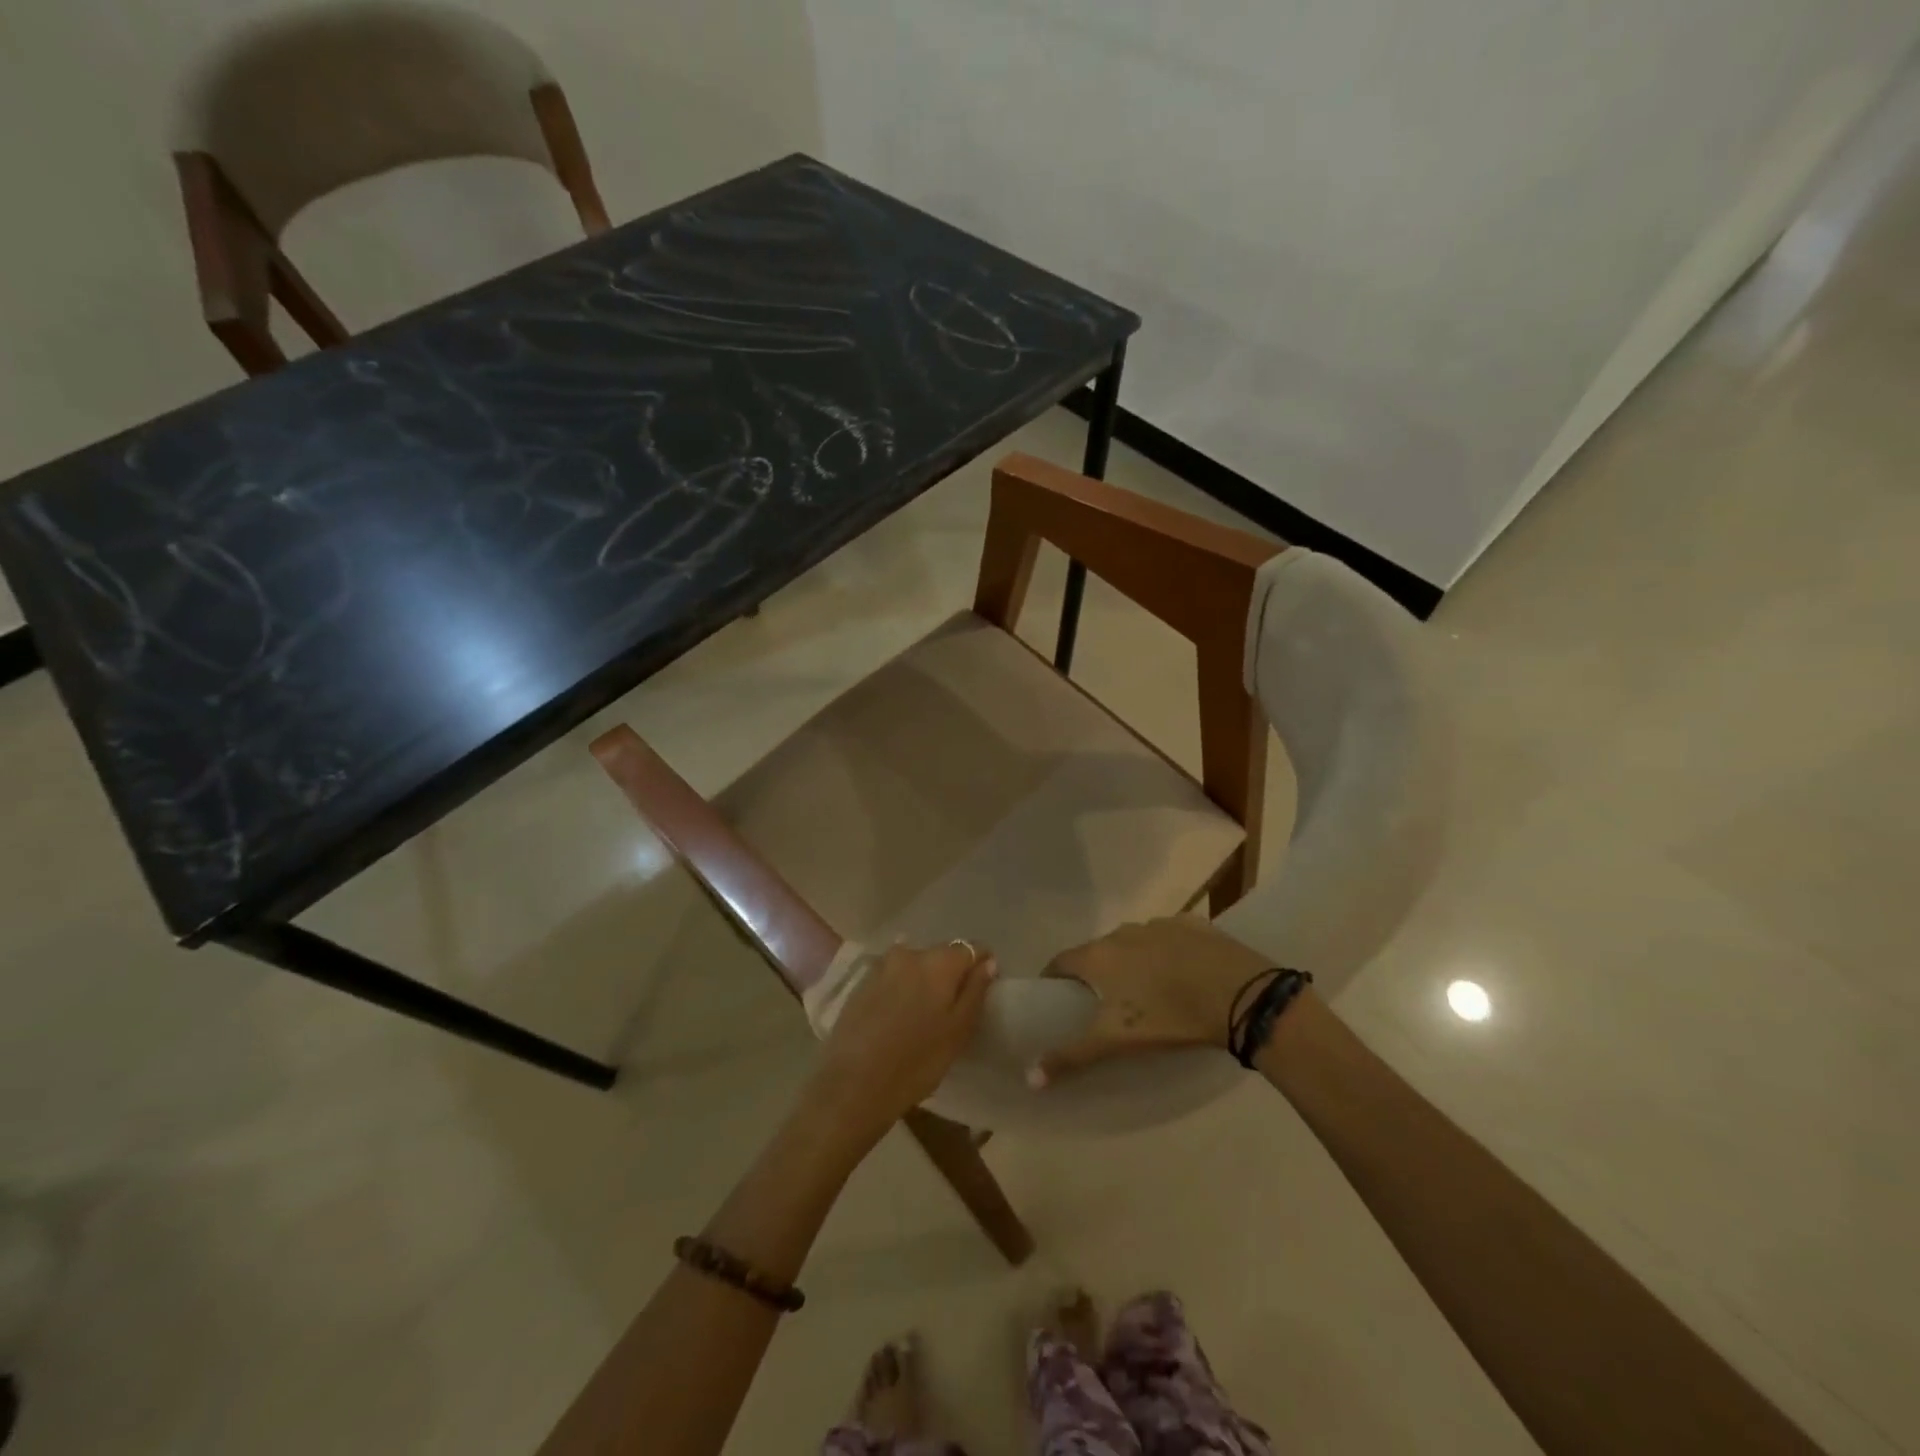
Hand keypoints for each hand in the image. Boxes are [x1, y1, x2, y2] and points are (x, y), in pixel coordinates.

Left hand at [803, 942, 996, 1150]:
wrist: (853, 1084)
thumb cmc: (916, 1061)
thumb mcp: (958, 1031)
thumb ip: (975, 990)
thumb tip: (987, 961)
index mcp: (939, 961)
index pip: (972, 948)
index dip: (981, 967)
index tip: (981, 992)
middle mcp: (910, 952)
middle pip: (941, 955)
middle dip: (950, 975)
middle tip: (951, 1011)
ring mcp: (881, 965)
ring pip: (914, 965)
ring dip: (923, 982)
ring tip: (921, 1016)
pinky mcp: (861, 982)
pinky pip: (892, 977)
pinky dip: (900, 990)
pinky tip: (896, 1018)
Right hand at [1030, 917, 1269, 1085]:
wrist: (1239, 993)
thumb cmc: (1168, 1017)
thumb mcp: (1116, 1042)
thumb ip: (1071, 1057)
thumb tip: (1029, 1078)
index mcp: (1099, 956)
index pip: (1061, 961)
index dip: (1054, 978)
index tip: (1055, 997)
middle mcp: (1122, 931)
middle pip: (1098, 951)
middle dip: (1095, 972)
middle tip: (1103, 1002)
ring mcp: (1158, 923)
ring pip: (1134, 942)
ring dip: (1131, 960)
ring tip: (1144, 988)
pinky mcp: (1192, 924)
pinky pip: (1169, 937)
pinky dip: (1166, 951)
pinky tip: (1182, 972)